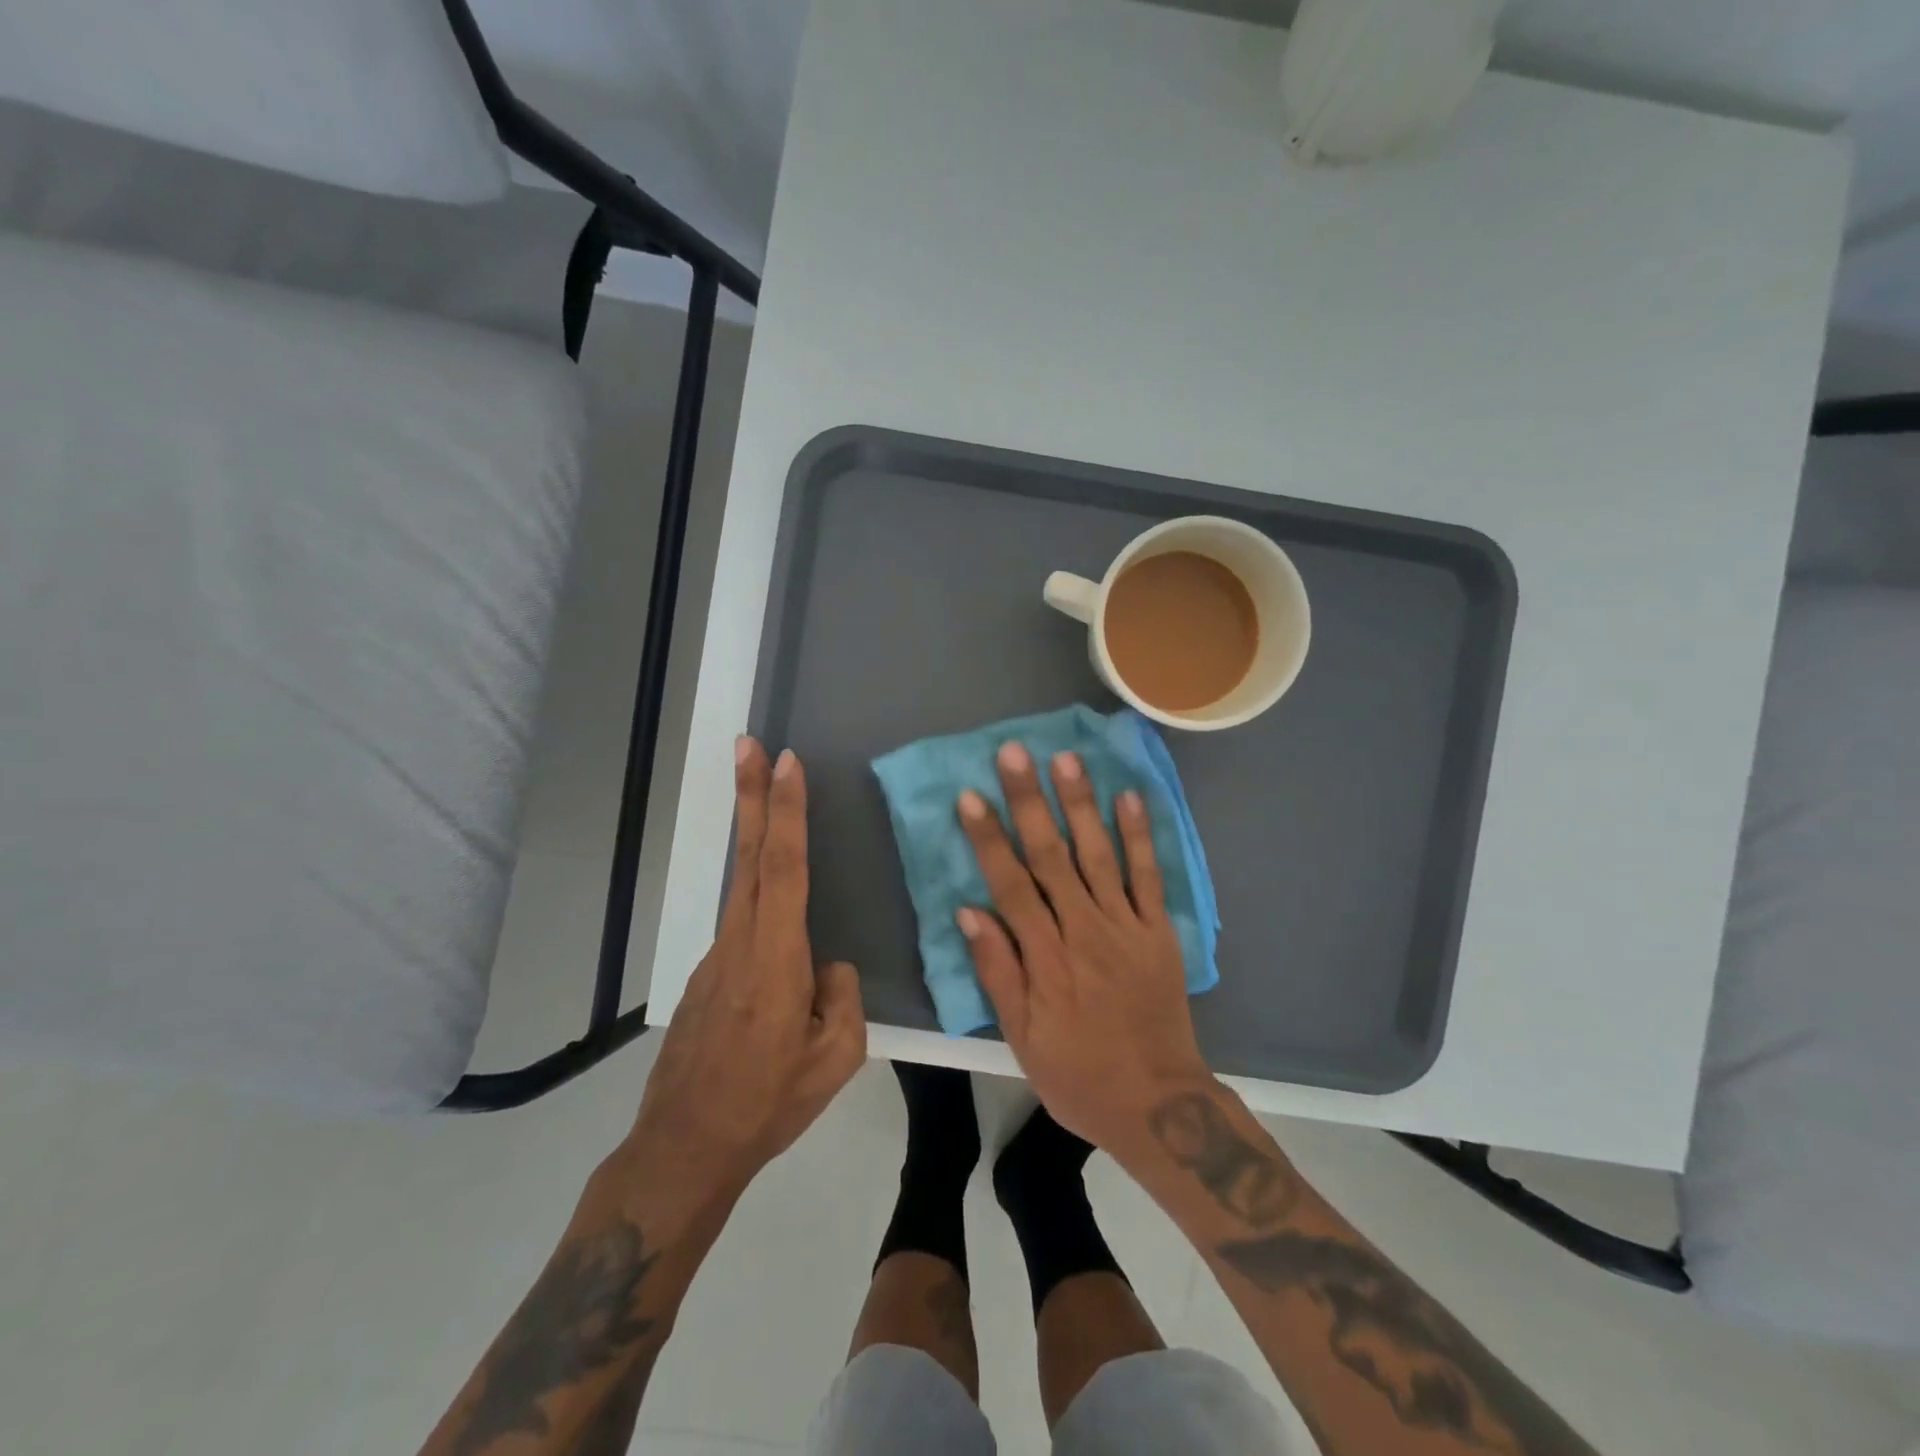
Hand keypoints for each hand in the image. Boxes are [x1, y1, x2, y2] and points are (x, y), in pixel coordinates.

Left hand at [625, 739, 865, 1212]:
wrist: (685, 1148)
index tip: (786, 764)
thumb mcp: (836, 1060)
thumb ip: (842, 997)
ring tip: (763, 791)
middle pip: (749, 856)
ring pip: (742, 882)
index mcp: (777, 960)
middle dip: (751, 795)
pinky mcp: (709, 973)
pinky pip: (742, 918)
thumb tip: (828, 965)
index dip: (785, 813)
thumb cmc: (767, 1104)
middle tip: (749, 744)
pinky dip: (757, 888)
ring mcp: (718, 956)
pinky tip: (779, 916)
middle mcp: (742, 944)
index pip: (784, 869)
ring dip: (752, 830)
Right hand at [955, 740, 1212, 1156]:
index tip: (971, 796)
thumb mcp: (1023, 1039)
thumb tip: (969, 912)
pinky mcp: (1159, 931)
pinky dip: (1139, 835)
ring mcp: (1127, 927)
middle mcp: (1085, 930)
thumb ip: (998, 972)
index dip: (989, 838)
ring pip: (1098, 854)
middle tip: (1014, 753)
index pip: (1010, 885)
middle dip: (1030, 802)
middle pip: (1051, 856)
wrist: (1159, 1102)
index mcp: (1046, 958)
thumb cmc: (1079, 1074)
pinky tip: (1128, 797)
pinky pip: (1149, 876)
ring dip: (1081, 804)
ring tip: (1066, 759)